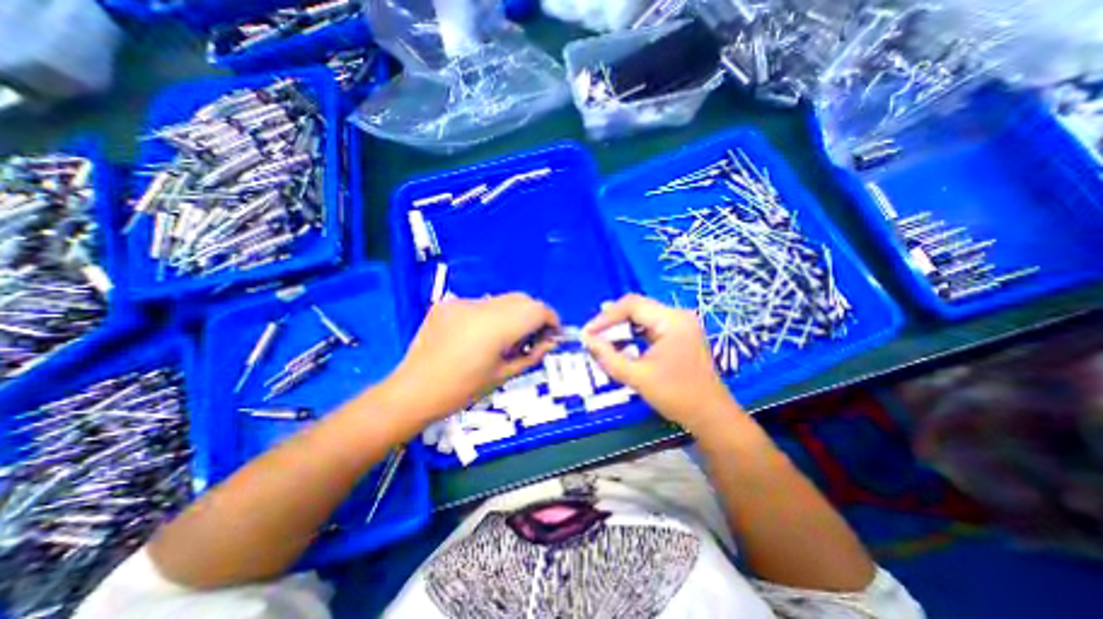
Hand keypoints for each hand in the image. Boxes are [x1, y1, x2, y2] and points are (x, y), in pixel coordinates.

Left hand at [384, 294, 559, 422]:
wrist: (413, 391)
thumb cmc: (463, 390)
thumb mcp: (504, 375)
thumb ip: (532, 355)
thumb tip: (550, 341)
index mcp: (499, 326)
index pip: (538, 310)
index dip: (551, 320)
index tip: (553, 335)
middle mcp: (483, 306)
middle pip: (522, 300)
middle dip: (534, 315)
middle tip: (532, 339)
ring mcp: (463, 302)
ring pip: (502, 300)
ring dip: (513, 314)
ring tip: (506, 339)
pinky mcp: (448, 304)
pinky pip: (480, 305)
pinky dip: (490, 316)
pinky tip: (479, 336)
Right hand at [586, 292, 739, 429]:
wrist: (710, 415)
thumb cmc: (676, 396)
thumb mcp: (637, 377)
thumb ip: (608, 357)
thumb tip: (586, 339)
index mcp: (672, 320)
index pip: (632, 305)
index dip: (606, 317)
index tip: (588, 332)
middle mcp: (678, 315)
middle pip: (637, 307)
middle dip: (612, 320)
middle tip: (592, 334)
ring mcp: (681, 323)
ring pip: (643, 314)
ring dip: (621, 325)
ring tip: (601, 336)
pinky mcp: (680, 333)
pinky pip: (650, 324)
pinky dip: (633, 331)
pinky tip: (620, 341)